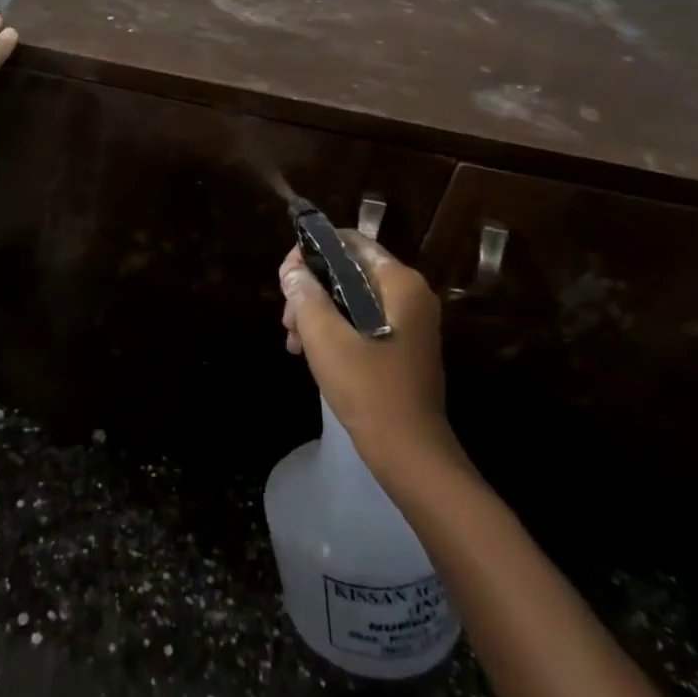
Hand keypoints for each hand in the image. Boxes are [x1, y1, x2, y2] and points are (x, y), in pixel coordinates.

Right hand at [279, 232, 462, 482]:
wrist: (411, 455)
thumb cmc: (369, 389)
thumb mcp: (326, 338)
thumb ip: (305, 295)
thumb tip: (292, 271)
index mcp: (399, 282)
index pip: (350, 242)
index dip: (312, 251)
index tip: (285, 277)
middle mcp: (410, 294)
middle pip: (349, 270)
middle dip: (311, 289)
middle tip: (286, 318)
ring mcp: (410, 322)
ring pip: (352, 298)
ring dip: (318, 312)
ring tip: (293, 342)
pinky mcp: (403, 346)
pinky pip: (362, 321)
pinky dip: (335, 330)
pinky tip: (310, 353)